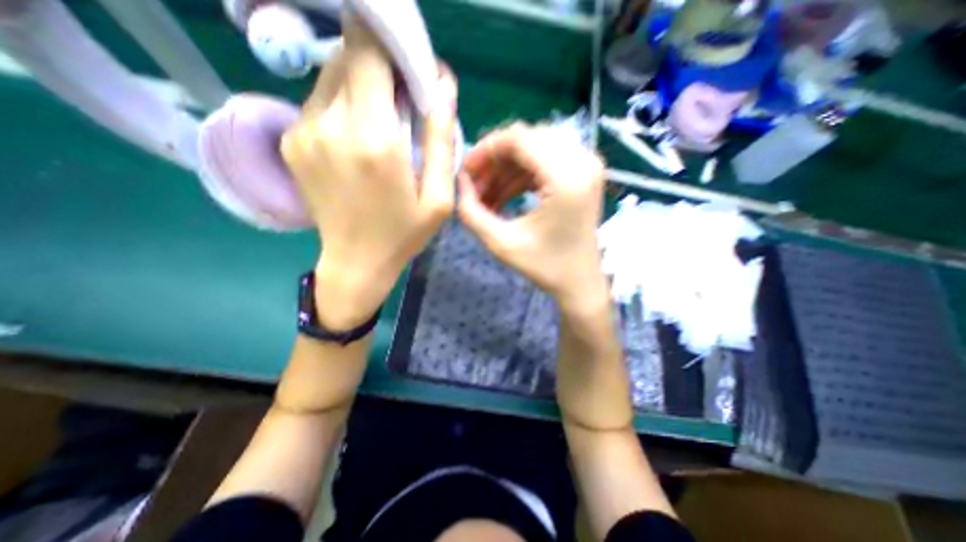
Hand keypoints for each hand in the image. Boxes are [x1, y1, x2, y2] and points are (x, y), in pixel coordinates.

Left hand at [282, 14, 458, 330]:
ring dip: (363, 86)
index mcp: (373, 139)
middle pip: (349, 56)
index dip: (391, 43)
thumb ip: (441, 138)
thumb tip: (444, 83)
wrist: (356, 262)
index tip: (412, 66)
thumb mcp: (439, 197)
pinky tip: (361, 139)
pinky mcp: (292, 140)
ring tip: (385, 124)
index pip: (368, 49)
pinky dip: (345, 105)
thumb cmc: (404, 233)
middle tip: (405, 102)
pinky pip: (321, 102)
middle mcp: (330, 124)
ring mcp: (303, 130)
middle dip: (381, 68)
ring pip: (332, 76)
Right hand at [457, 121, 601, 307]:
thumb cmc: (545, 267)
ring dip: (505, 170)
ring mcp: (586, 165)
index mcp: (566, 178)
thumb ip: (471, 211)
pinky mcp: (583, 173)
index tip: (466, 172)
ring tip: (487, 197)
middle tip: (475, 186)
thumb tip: (460, 182)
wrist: (579, 281)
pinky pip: (544, 161)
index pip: (518, 138)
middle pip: (526, 139)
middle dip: (494, 160)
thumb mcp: (501, 243)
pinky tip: (504, 196)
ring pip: (534, 149)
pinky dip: (520, 176)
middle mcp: (582, 161)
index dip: (485, 150)